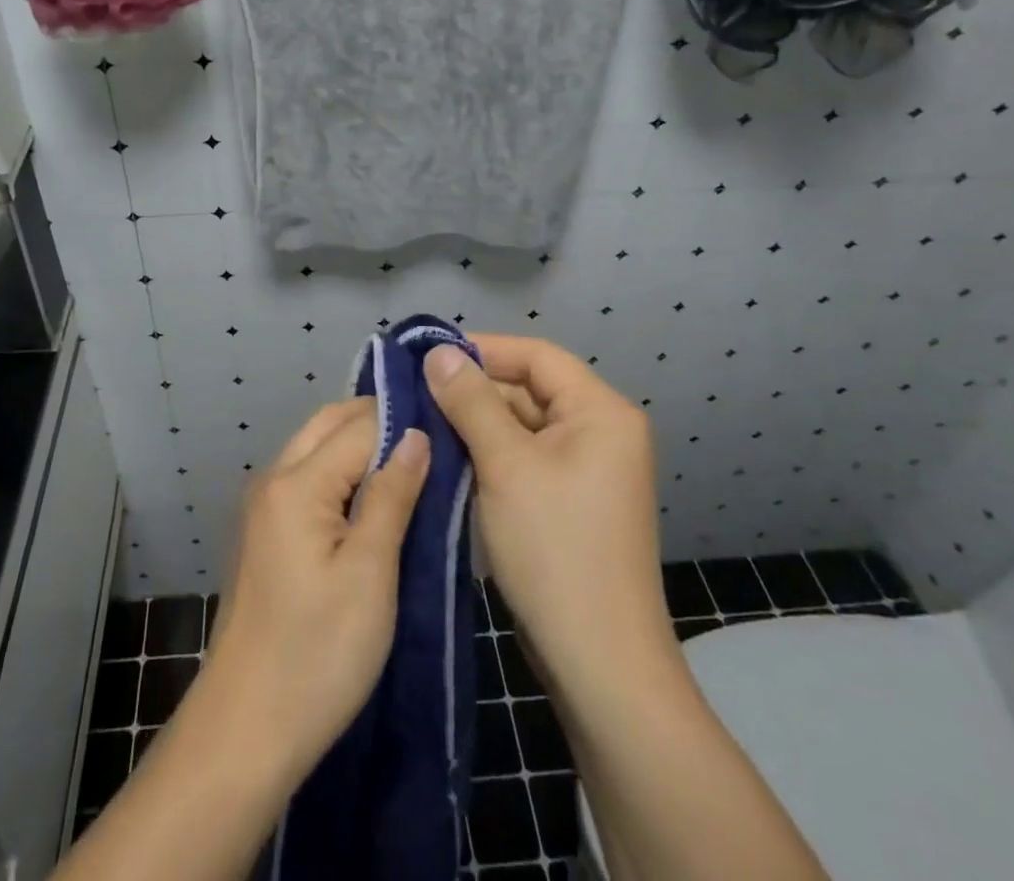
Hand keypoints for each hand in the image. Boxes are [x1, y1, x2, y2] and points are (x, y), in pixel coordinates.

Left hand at [195, 399, 429, 788]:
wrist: (245, 728)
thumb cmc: (318, 655)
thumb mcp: (370, 575)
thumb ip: (392, 496)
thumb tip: (417, 435)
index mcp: (297, 483)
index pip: (359, 426)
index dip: (404, 420)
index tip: (449, 421)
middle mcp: (273, 479)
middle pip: (329, 423)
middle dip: (378, 421)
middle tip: (432, 437)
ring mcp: (264, 506)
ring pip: (316, 447)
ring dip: (359, 444)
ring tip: (412, 464)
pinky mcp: (265, 532)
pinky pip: (307, 476)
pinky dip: (340, 470)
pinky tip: (373, 496)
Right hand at [423, 335, 675, 676]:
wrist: (599, 665)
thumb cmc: (555, 549)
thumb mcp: (505, 464)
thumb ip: (470, 401)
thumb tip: (438, 353)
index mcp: (600, 412)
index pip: (536, 355)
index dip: (483, 348)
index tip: (428, 355)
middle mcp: (600, 433)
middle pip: (529, 389)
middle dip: (473, 390)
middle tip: (413, 393)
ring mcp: (587, 471)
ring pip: (522, 426)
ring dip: (475, 424)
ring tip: (419, 422)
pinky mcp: (570, 503)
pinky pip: (524, 459)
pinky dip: (488, 455)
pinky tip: (446, 459)